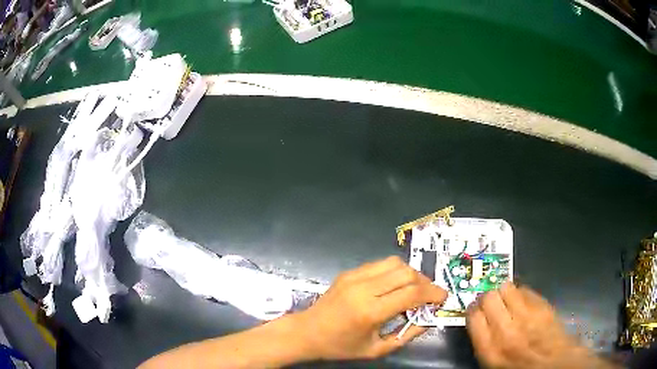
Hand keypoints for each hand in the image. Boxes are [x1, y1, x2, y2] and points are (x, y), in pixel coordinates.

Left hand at [295, 256, 447, 359]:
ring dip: (411, 274)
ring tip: (414, 289)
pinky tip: (394, 285)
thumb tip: (429, 319)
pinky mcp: (349, 272)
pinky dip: (394, 271)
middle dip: (425, 282)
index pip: (412, 293)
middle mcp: (364, 289)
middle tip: (429, 295)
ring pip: (395, 263)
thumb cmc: (340, 346)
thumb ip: (406, 335)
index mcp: (370, 311)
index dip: (433, 293)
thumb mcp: (376, 350)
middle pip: (407, 273)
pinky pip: (380, 264)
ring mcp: (354, 277)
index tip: (443, 298)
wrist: (306, 332)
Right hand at [466, 282, 616, 368]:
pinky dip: (521, 292)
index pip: (473, 317)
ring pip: (507, 288)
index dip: (473, 310)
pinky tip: (523, 301)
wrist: (555, 365)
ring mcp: (527, 316)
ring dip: (504, 292)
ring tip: (508, 300)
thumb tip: (478, 321)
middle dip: (487, 298)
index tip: (476, 310)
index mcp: (490, 350)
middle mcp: (506, 330)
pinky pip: (525, 289)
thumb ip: (484, 343)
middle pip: (489, 298)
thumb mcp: (494, 365)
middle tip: (491, 303)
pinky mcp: (543, 306)